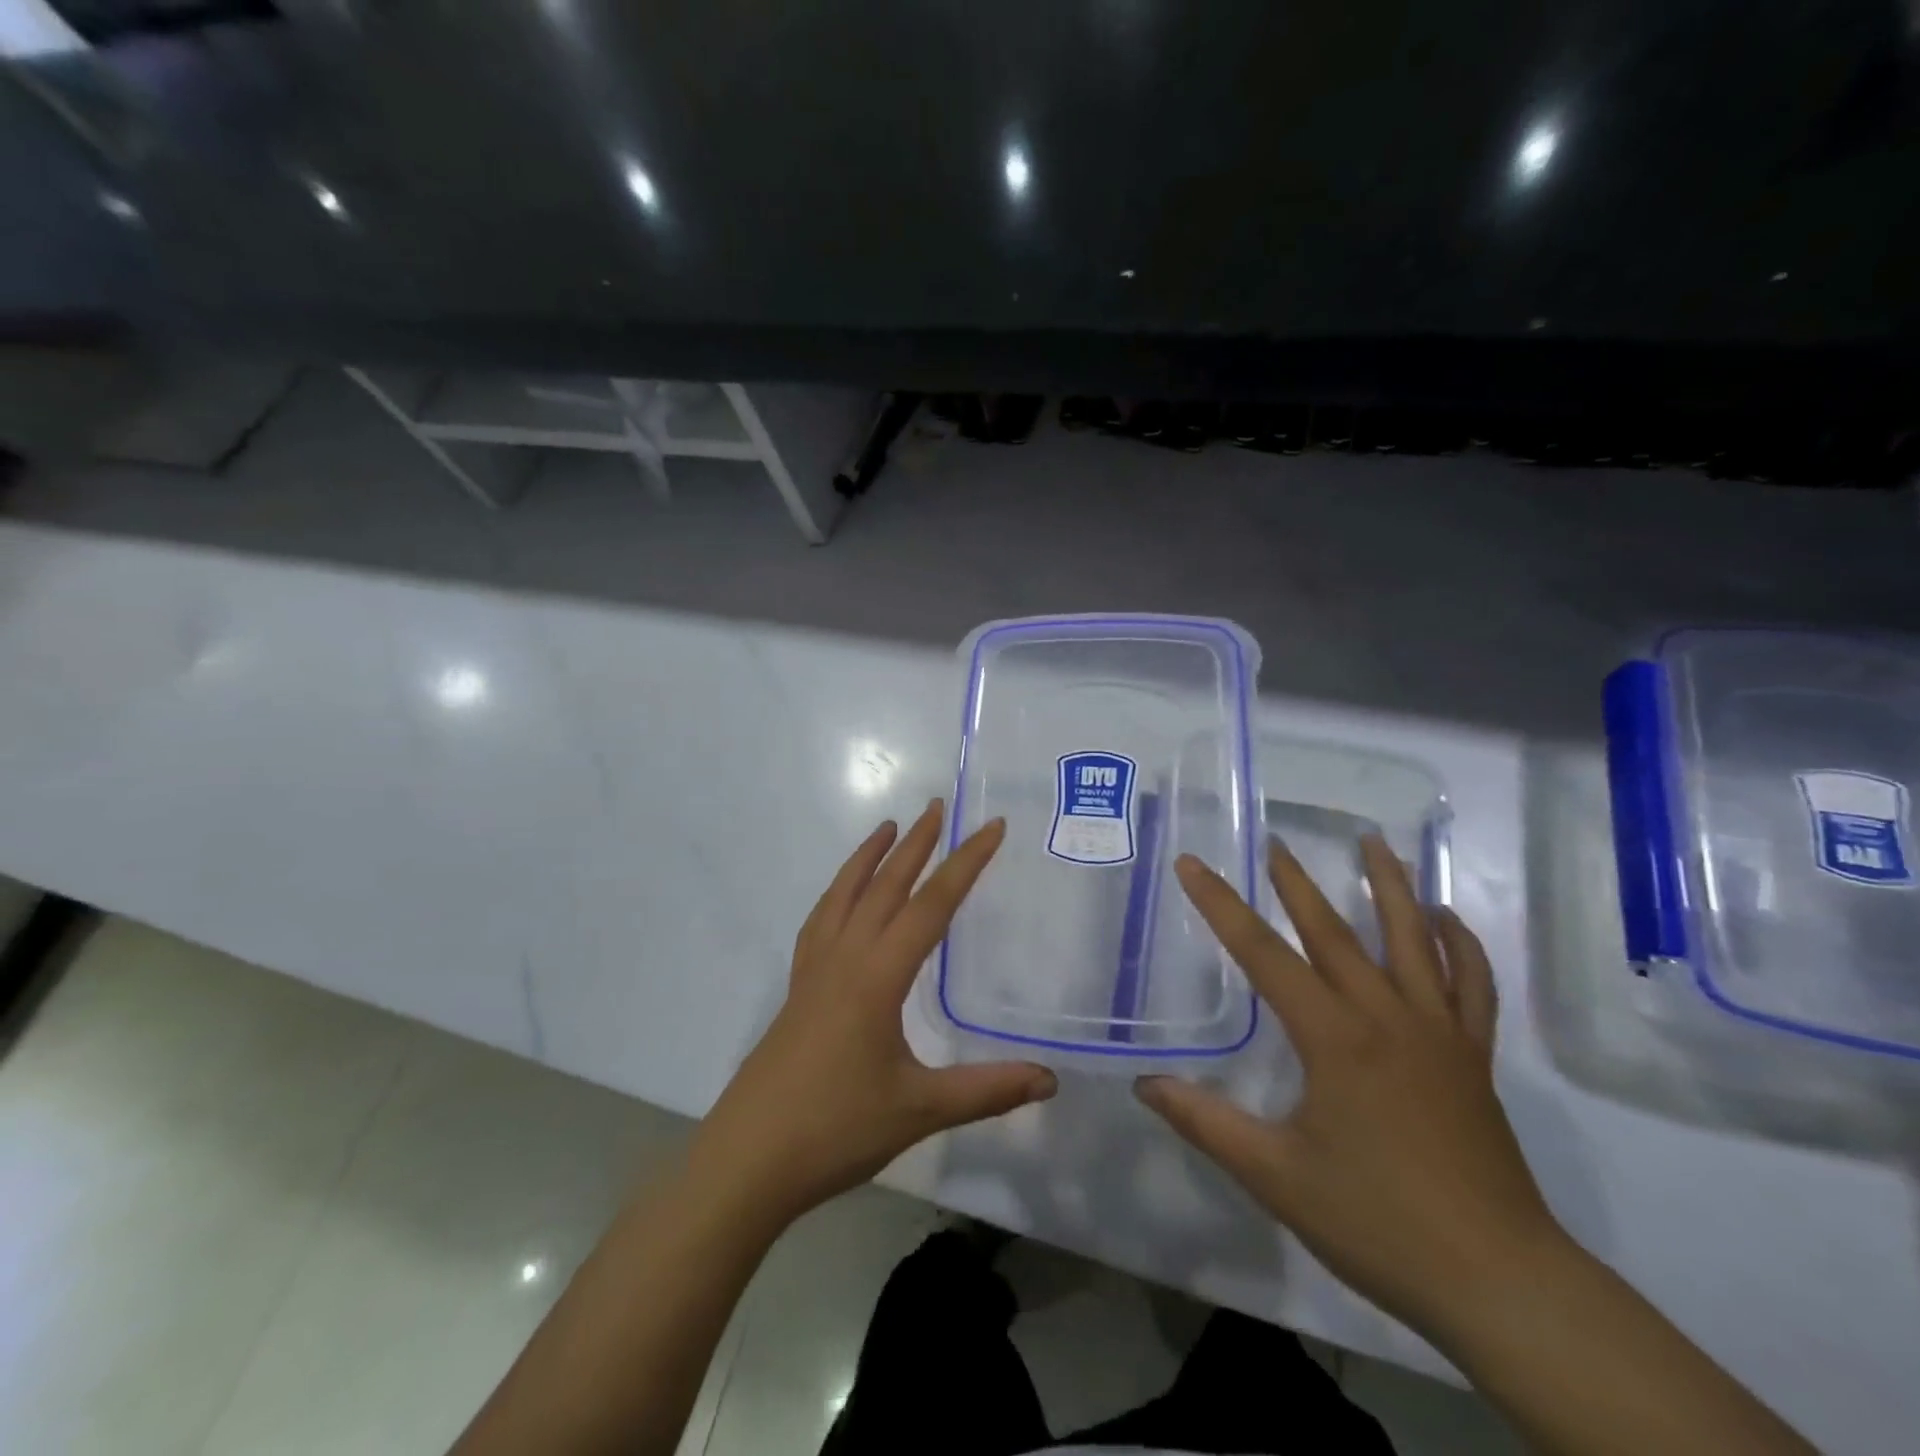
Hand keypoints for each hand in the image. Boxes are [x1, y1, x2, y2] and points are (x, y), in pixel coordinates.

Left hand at [690, 801, 1056, 1225]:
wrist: (748, 1159)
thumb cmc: (836, 1129)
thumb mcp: (921, 1110)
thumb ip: (987, 1090)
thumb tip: (1051, 1080)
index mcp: (878, 976)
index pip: (931, 905)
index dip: (965, 863)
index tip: (991, 827)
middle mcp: (844, 958)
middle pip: (885, 886)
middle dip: (916, 844)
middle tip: (938, 806)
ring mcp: (814, 970)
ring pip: (844, 895)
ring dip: (868, 857)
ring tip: (887, 827)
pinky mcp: (797, 988)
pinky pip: (820, 920)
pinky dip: (837, 892)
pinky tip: (843, 897)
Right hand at [1136, 836, 1566, 1335]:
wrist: (1501, 1283)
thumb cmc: (1379, 1224)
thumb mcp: (1275, 1176)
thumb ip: (1206, 1123)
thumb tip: (1144, 1084)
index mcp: (1334, 1038)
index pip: (1263, 954)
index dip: (1221, 905)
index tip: (1193, 864)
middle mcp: (1387, 1017)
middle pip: (1335, 931)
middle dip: (1296, 882)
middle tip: (1275, 839)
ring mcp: (1438, 1033)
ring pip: (1414, 940)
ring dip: (1391, 886)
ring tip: (1375, 841)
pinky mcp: (1473, 1057)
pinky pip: (1471, 984)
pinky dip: (1460, 944)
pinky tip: (1445, 918)